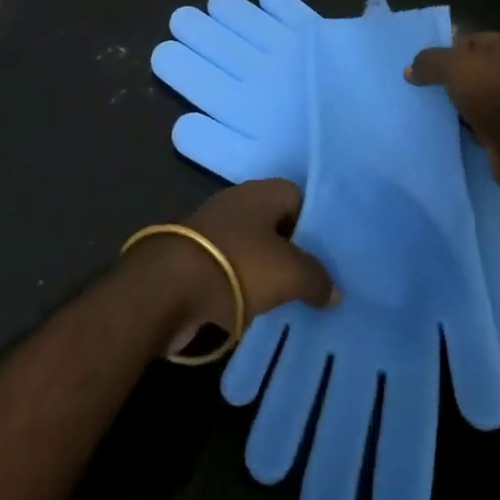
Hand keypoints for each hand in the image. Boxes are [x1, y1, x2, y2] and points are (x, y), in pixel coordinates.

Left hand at [130, 180, 337, 356]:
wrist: (167, 288)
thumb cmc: (238, 266)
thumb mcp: (290, 273)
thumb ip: (317, 279)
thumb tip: (333, 291)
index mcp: (261, 191)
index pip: (298, 197)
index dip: (314, 223)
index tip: (327, 253)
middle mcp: (236, 202)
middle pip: (274, 222)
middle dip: (291, 249)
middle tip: (312, 278)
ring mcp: (212, 229)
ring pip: (251, 246)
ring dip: (264, 269)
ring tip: (286, 297)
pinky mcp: (193, 257)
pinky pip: (229, 268)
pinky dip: (240, 285)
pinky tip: (252, 307)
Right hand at [405, 33, 499, 190]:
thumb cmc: (494, 93)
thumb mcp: (454, 67)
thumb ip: (430, 62)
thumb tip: (410, 69)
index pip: (472, 41)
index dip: (448, 52)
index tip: (429, 70)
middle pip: (477, 70)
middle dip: (454, 80)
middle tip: (431, 91)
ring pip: (482, 98)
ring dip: (463, 105)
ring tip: (440, 113)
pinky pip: (488, 122)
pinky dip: (473, 126)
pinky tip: (457, 131)